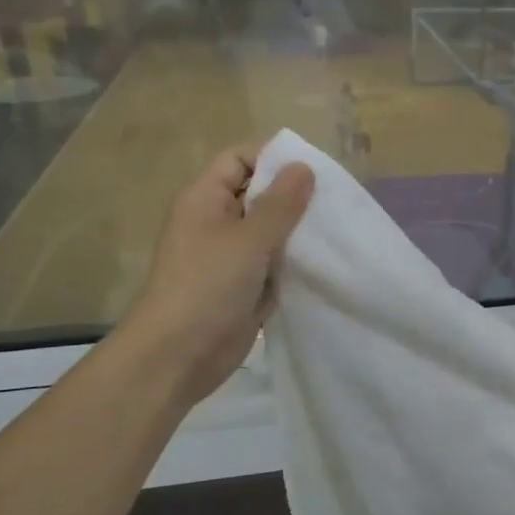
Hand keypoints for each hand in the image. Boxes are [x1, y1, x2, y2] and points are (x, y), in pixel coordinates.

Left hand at [118, 144, 314, 409]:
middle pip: (258, 195)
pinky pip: (272, 265)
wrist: (178, 356)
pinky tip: (324, 264)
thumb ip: (280, 204)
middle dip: (293, 197)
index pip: (239, 160)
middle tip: (334, 202)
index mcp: (204, 199)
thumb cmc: (207, 286)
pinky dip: (293, 264)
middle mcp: (215, 222)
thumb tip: (304, 167)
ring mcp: (229, 257)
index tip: (314, 169)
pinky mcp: (242, 287)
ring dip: (297, 234)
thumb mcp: (249, 239)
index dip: (273, 158)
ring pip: (269, 233)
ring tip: (336, 231)